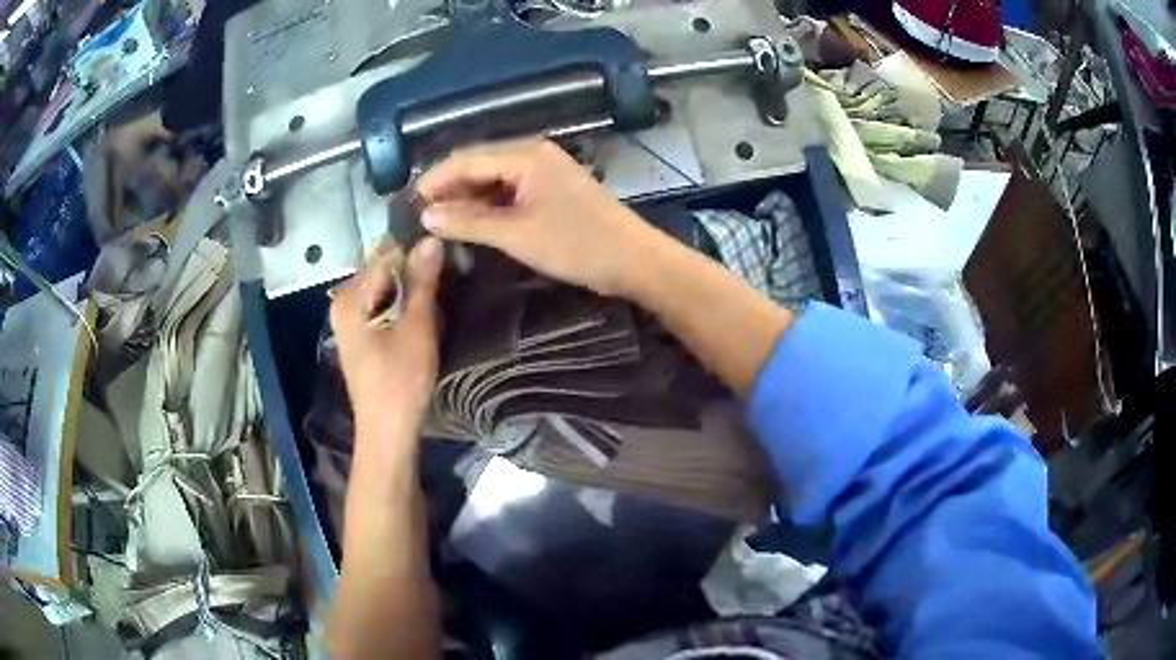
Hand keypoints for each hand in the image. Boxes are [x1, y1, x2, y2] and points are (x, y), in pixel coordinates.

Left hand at [329, 237, 443, 450]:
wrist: (388, 432)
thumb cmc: (400, 380)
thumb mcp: (416, 326)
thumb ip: (422, 281)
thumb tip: (431, 237)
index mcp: (350, 297)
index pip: (386, 256)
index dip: (418, 255)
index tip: (448, 259)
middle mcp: (344, 304)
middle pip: (384, 273)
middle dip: (415, 275)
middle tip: (448, 283)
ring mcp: (350, 323)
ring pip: (386, 292)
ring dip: (412, 294)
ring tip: (440, 302)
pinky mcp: (360, 339)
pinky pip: (383, 309)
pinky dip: (403, 310)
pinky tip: (423, 322)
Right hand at [417, 139, 660, 296]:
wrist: (634, 261)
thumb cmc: (577, 245)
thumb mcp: (517, 234)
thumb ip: (469, 222)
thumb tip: (426, 215)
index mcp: (525, 155)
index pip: (466, 159)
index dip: (435, 181)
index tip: (408, 206)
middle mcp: (533, 154)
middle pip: (478, 165)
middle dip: (449, 190)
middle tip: (420, 218)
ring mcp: (545, 171)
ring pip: (493, 179)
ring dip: (467, 200)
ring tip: (440, 224)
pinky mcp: (552, 189)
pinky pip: (510, 191)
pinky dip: (489, 206)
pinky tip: (472, 224)